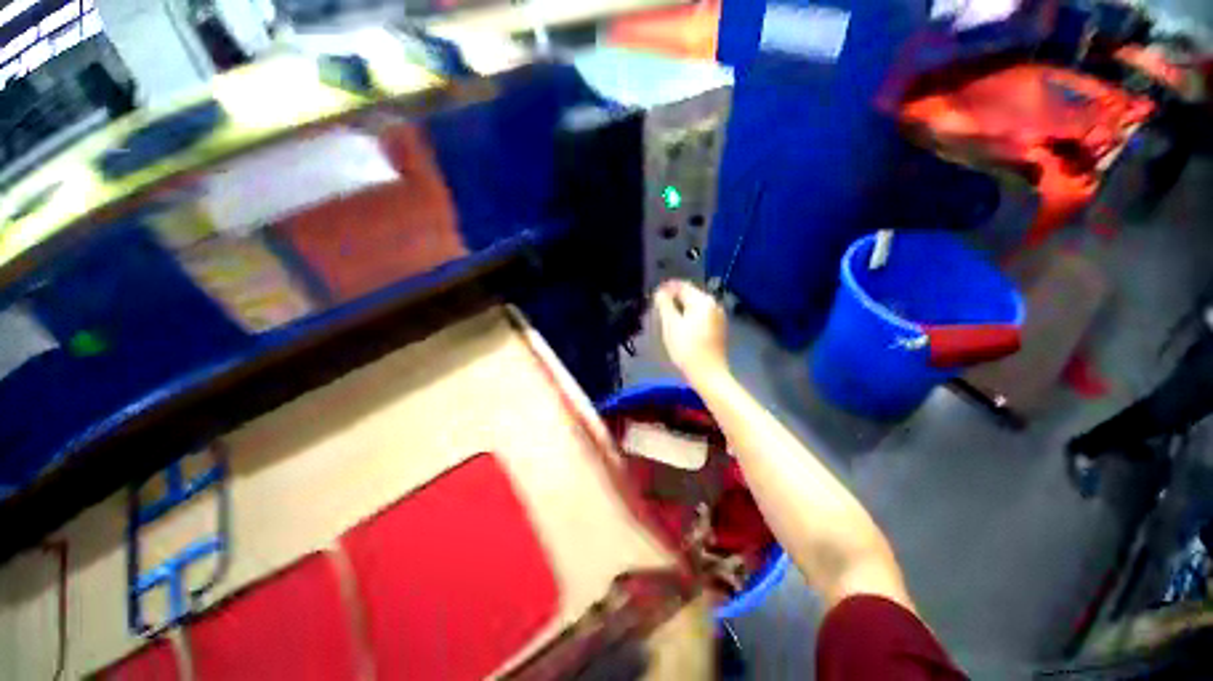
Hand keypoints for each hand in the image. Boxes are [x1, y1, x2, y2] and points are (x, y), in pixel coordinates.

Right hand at [653, 280, 728, 383]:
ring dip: (682, 307)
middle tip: (659, 306)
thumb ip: (664, 305)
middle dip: (674, 297)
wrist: (708, 373)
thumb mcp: (671, 325)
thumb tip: (660, 292)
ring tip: (668, 315)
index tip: (655, 294)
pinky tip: (681, 325)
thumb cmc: (687, 348)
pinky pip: (701, 315)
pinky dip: (690, 315)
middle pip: (691, 294)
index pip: (682, 286)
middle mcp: (714, 304)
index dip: (667, 288)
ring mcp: (718, 316)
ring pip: (696, 305)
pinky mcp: (718, 328)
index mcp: (703, 301)